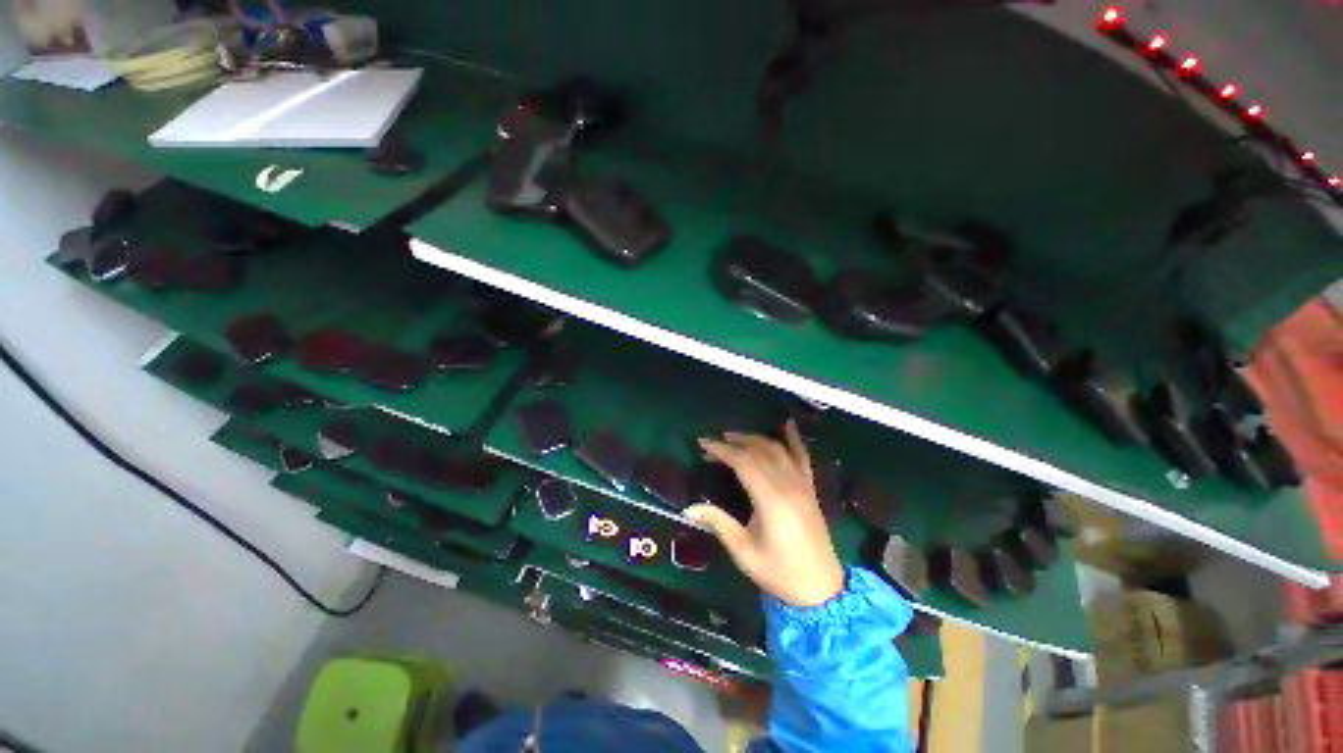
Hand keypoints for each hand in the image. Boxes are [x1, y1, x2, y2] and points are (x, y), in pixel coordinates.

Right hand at [686, 420, 845, 607]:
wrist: (821, 590)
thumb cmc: (779, 573)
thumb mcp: (744, 551)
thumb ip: (718, 523)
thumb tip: (689, 507)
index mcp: (771, 500)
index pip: (743, 462)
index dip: (722, 450)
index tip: (703, 443)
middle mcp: (788, 485)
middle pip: (759, 451)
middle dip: (733, 442)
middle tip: (713, 442)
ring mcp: (802, 484)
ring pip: (777, 449)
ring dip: (755, 438)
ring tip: (734, 436)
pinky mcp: (810, 488)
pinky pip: (802, 456)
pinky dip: (794, 439)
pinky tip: (787, 424)